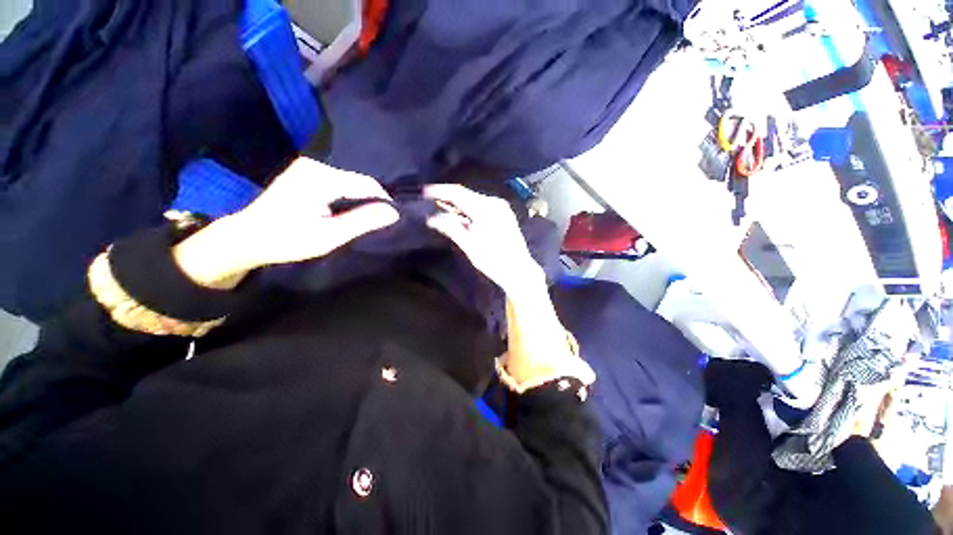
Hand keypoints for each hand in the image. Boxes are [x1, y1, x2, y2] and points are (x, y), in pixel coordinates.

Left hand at [229, 158, 398, 267]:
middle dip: (371, 201)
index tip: (391, 220)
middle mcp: (315, 166)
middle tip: (376, 223)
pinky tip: (344, 211)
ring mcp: (307, 167)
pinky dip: (346, 197)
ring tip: (362, 219)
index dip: (384, 201)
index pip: (367, 184)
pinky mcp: (303, 173)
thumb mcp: (331, 235)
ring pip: (348, 182)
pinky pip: (337, 182)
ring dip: (359, 200)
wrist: (247, 238)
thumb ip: (364, 221)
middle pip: (358, 181)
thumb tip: (394, 212)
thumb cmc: (288, 240)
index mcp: (321, 178)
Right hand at [424, 184, 541, 295]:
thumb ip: (451, 228)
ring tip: (440, 209)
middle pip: (466, 195)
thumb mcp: (469, 245)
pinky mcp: (504, 214)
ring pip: (473, 200)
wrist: (519, 270)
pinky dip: (469, 209)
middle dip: (447, 198)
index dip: (439, 191)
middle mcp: (494, 203)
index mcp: (485, 209)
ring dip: (457, 205)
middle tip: (429, 202)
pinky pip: (481, 206)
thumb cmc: (493, 261)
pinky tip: (460, 216)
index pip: (458, 193)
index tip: (423, 191)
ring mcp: (501, 207)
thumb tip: (431, 218)